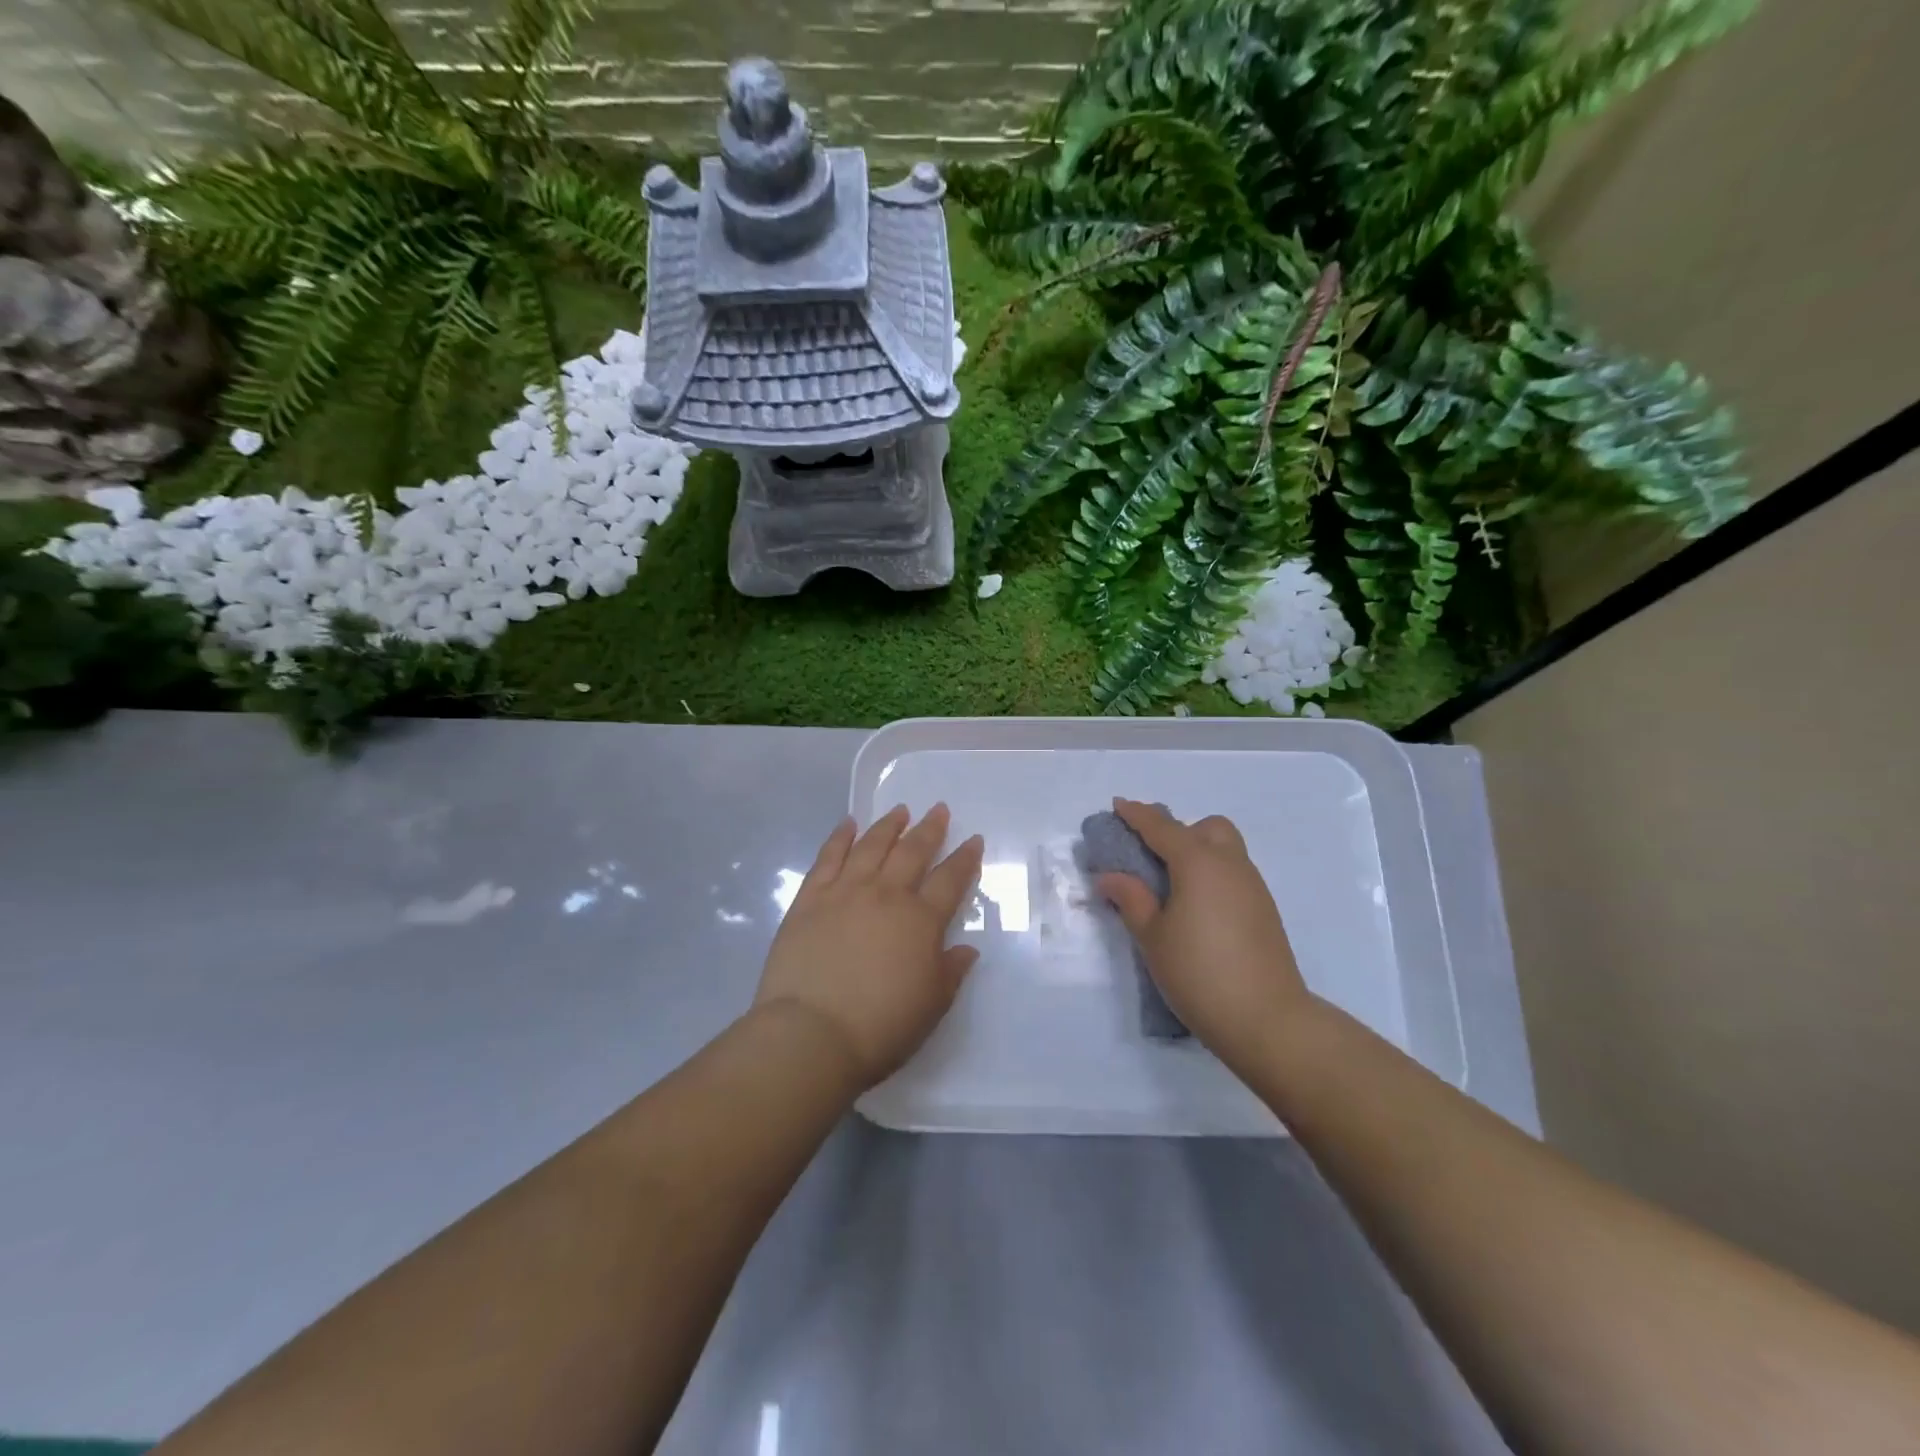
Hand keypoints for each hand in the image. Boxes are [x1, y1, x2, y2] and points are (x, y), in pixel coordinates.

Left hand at [754, 804, 984, 1090]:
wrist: (812, 1033)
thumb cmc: (881, 1026)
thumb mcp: (932, 1005)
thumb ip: (951, 971)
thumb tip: (966, 948)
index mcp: (921, 921)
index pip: (950, 880)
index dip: (965, 859)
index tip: (973, 839)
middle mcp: (886, 895)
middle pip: (912, 852)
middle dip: (929, 829)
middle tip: (938, 809)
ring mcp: (845, 892)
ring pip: (871, 846)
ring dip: (888, 826)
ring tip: (899, 810)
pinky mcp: (809, 899)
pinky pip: (828, 858)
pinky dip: (839, 837)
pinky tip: (848, 825)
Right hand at [1095, 798, 1311, 1078]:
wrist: (1267, 1020)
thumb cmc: (1199, 973)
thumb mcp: (1152, 937)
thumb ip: (1131, 899)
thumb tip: (1110, 876)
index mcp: (1198, 862)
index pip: (1161, 827)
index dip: (1137, 815)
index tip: (1118, 805)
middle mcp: (1230, 864)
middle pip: (1206, 828)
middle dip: (1178, 831)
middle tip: (1152, 857)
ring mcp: (1253, 887)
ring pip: (1225, 849)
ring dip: (1197, 852)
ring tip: (1171, 886)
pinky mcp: (1265, 910)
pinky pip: (1234, 873)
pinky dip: (1212, 875)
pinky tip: (1197, 908)